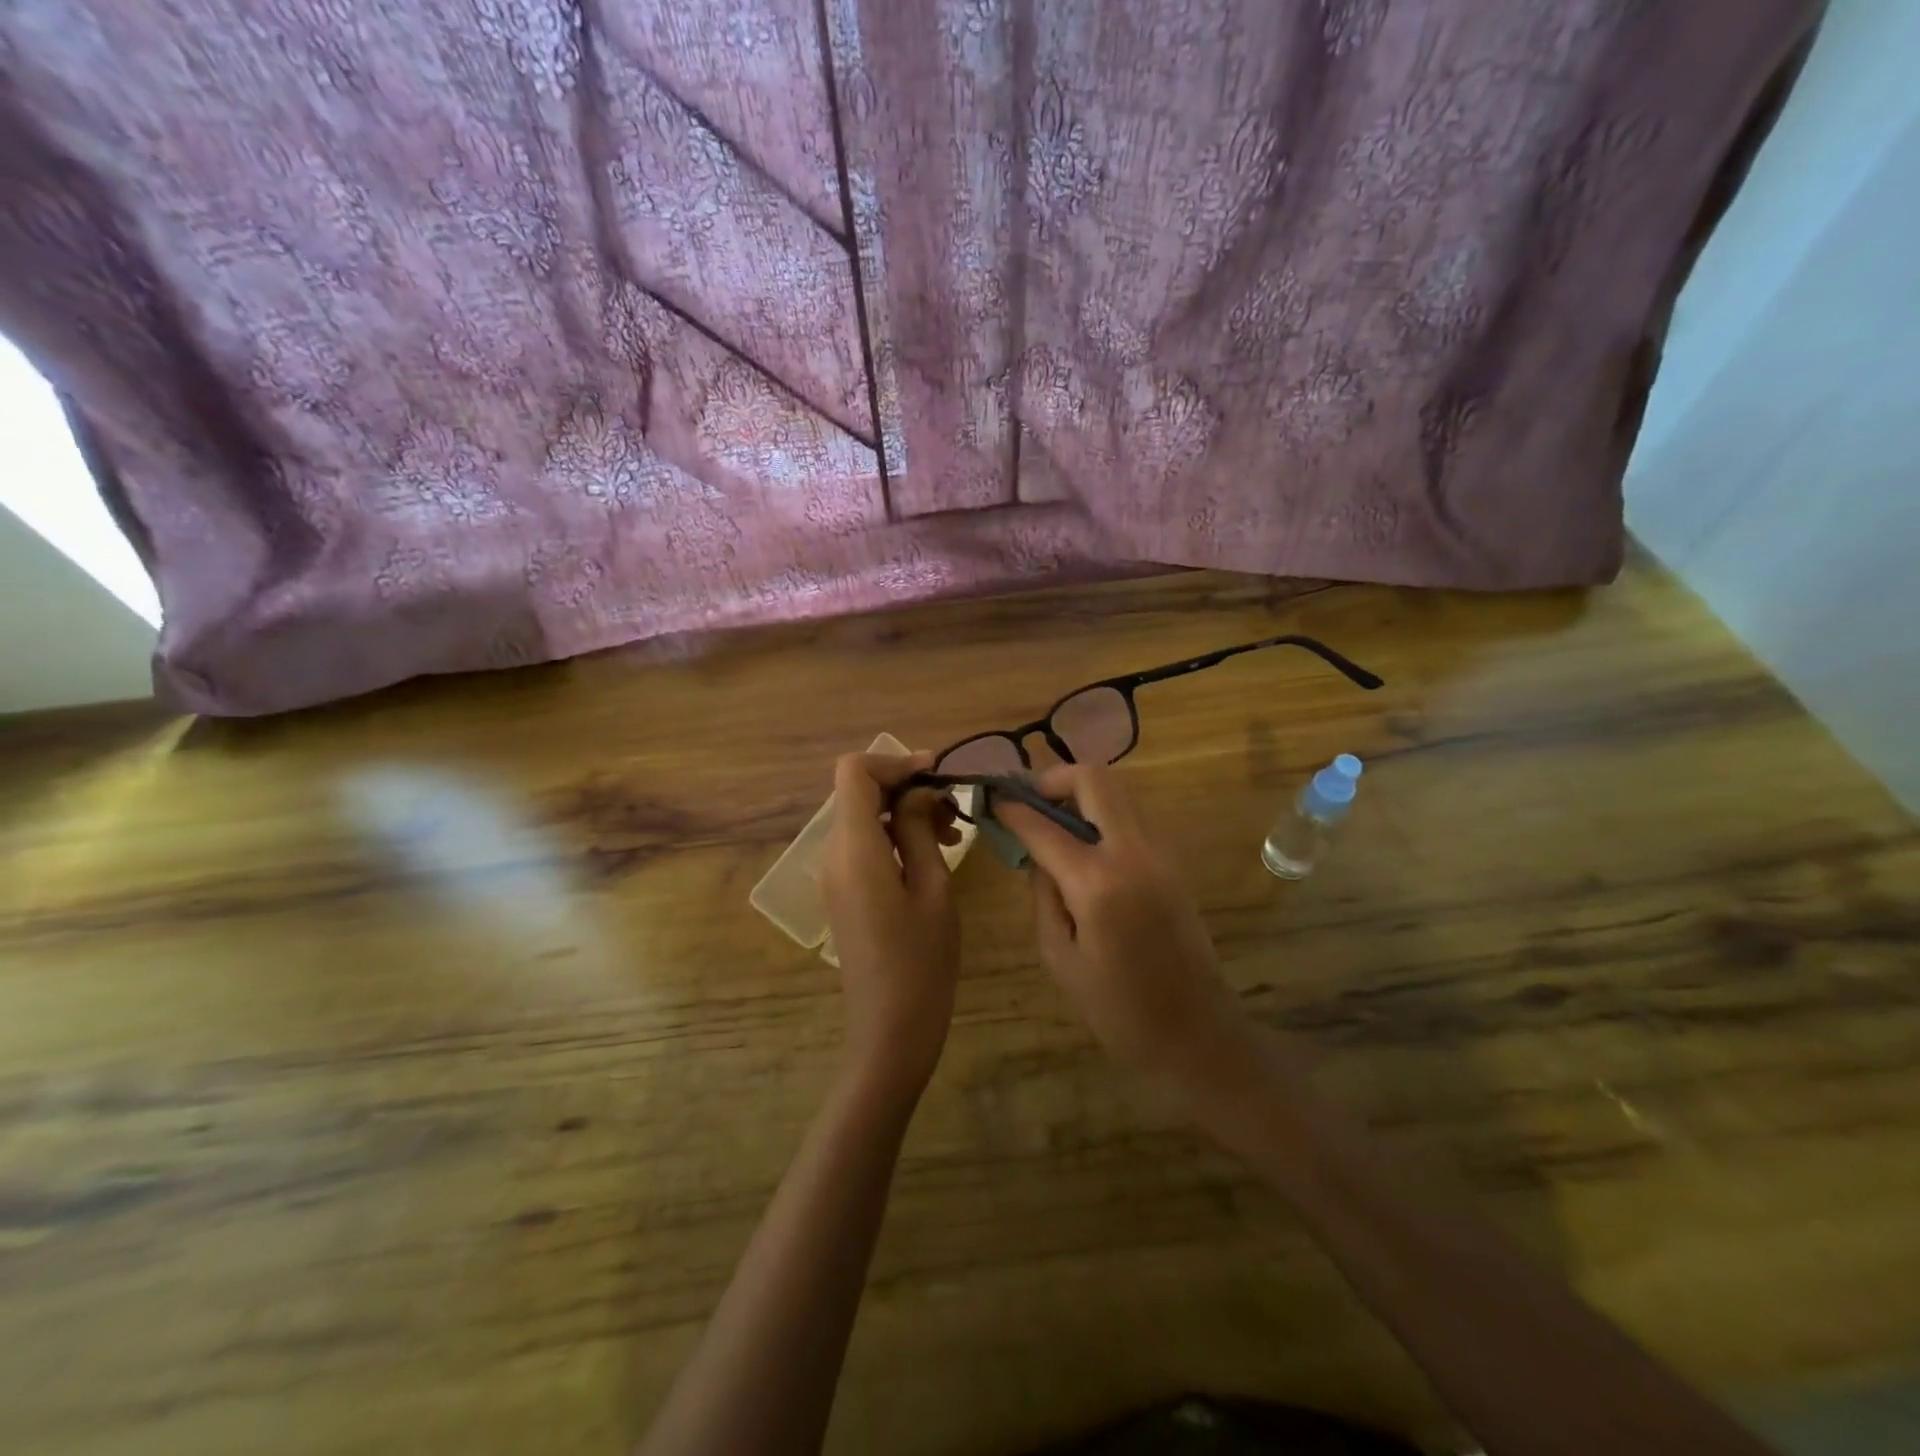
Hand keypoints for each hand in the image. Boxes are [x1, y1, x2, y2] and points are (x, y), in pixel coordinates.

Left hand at [821, 752, 961, 1093]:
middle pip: (859, 792)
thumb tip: (919, 791)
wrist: (889, 1032)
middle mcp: (834, 854)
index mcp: (854, 849)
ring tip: (951, 834)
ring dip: (904, 812)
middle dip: (906, 788)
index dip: (895, 761)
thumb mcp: (932, 888)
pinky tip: (932, 856)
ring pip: (864, 817)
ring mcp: (835, 874)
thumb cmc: (921, 962)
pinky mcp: (844, 892)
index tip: (938, 775)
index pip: (854, 772)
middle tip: (954, 810)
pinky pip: (865, 845)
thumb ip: (919, 829)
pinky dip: (896, 836)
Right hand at [994, 764, 1244, 1081]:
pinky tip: (1084, 847)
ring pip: (1119, 790)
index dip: (1012, 808)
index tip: (992, 799)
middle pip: (1095, 778)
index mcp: (1097, 882)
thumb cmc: (1118, 1009)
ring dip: (1081, 793)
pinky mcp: (1172, 861)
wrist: (1197, 1031)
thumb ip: (1043, 896)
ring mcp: (1160, 852)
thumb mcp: (1060, 957)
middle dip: (1054, 778)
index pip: (1043, 825)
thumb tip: (1037, 856)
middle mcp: (1132, 852)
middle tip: (1029, 801)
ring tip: (1052, 823)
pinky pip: (1132, 816)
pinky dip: (1103, 815)